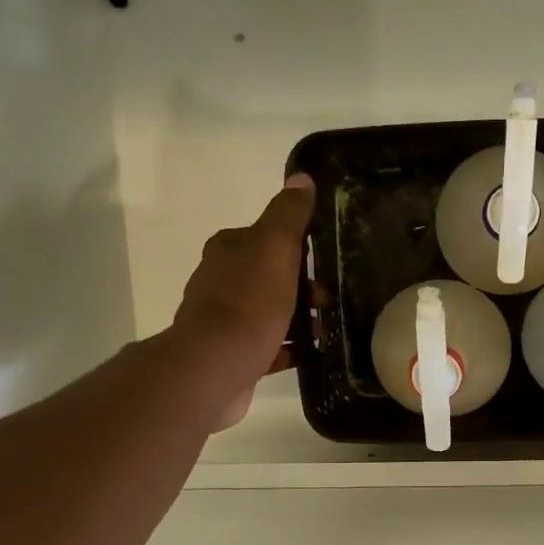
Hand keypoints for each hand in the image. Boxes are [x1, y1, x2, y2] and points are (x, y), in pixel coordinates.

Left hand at [172, 174, 313, 425]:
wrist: (215, 366)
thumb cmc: (249, 303)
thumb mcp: (275, 248)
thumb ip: (289, 214)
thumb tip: (301, 177)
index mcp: (228, 250)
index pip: (267, 239)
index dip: (299, 249)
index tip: (325, 265)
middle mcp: (220, 281)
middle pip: (270, 277)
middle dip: (302, 289)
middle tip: (327, 304)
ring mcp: (223, 321)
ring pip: (269, 313)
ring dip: (298, 320)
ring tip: (323, 333)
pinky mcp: (230, 355)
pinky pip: (266, 347)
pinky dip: (288, 349)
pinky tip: (308, 356)